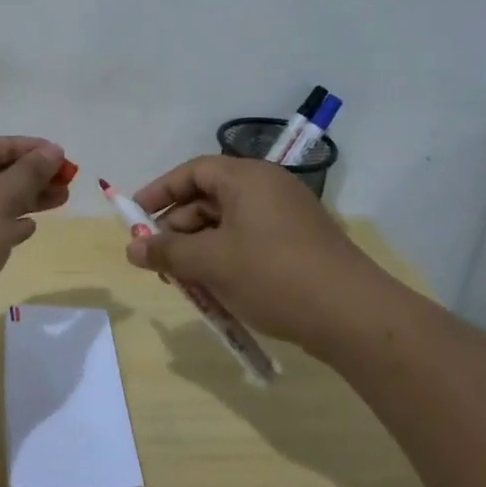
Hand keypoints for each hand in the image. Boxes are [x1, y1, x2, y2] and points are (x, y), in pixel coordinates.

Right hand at [125, 156, 386, 363]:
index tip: (133, 217)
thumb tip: (132, 249)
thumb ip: (167, 252)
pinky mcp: (299, 244)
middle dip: (178, 228)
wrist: (353, 315)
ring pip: (228, 224)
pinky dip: (226, 259)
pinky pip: (250, 241)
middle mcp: (268, 188)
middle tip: (157, 261)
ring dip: (200, 249)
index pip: (192, 171)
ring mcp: (287, 216)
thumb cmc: (273, 275)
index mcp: (247, 178)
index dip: (159, 192)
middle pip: (209, 198)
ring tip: (184, 283)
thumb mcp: (211, 262)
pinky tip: (216, 290)